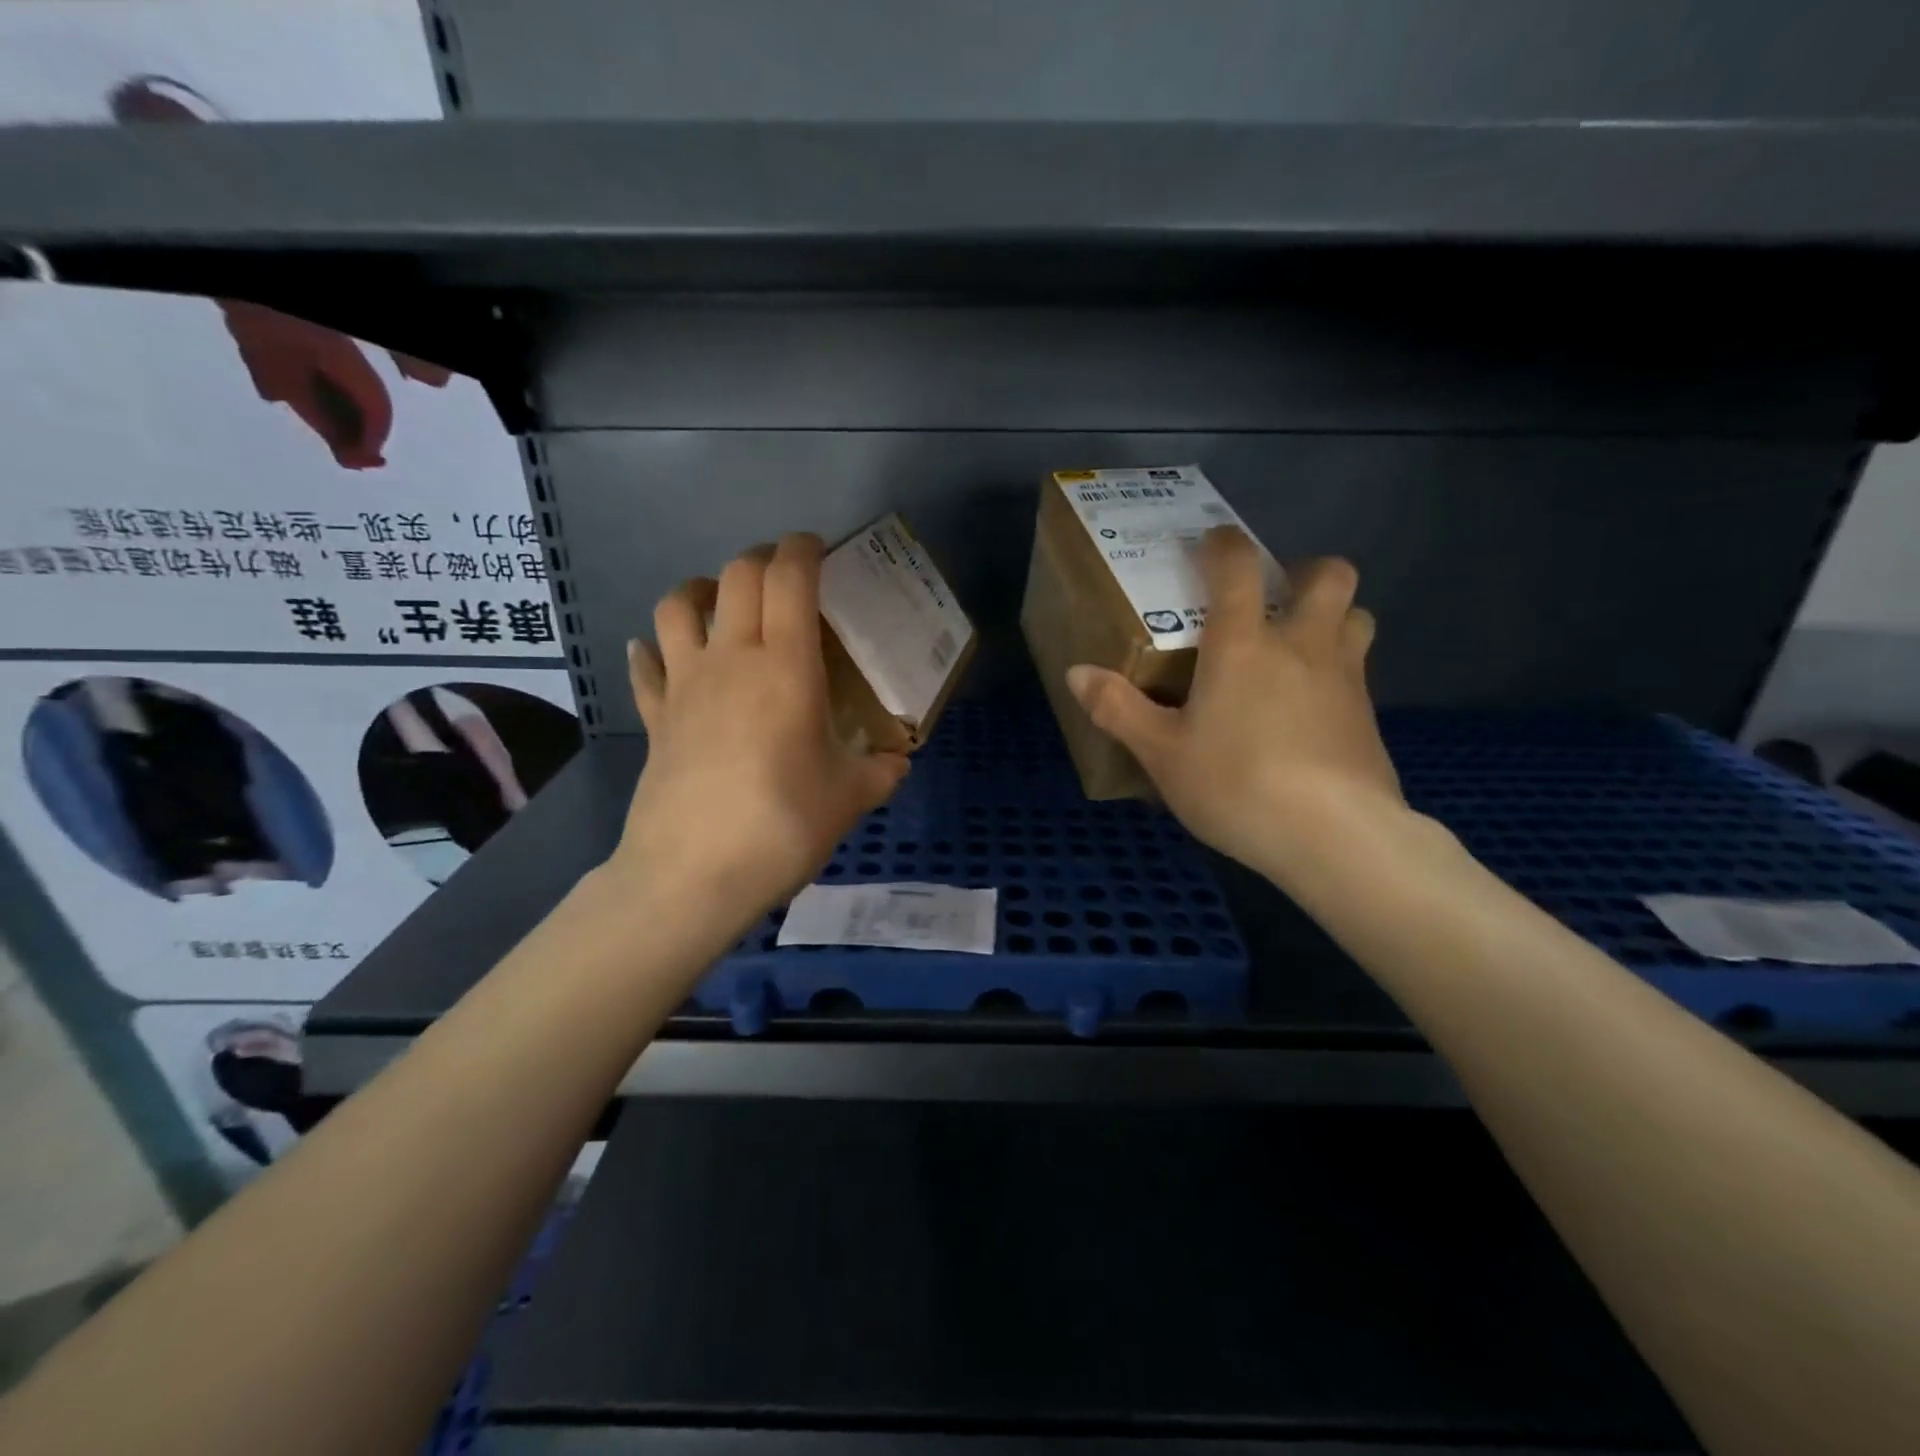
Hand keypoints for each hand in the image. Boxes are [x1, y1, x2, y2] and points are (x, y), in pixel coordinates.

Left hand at [608, 534, 909, 927]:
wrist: (694, 874)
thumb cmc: (783, 824)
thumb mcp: (850, 798)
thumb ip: (880, 772)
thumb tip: (898, 763)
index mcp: (786, 666)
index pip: (789, 578)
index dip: (803, 549)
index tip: (817, 549)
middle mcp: (731, 659)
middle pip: (735, 576)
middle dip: (762, 560)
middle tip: (784, 578)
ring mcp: (685, 684)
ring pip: (677, 606)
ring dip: (700, 590)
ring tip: (718, 603)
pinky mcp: (655, 717)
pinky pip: (646, 667)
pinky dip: (653, 651)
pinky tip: (660, 656)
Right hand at [1066, 527, 1402, 882]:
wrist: (1335, 837)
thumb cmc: (1236, 784)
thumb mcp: (1162, 753)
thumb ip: (1118, 709)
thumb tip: (1076, 673)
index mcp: (1244, 644)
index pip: (1237, 567)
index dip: (1223, 545)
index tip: (1210, 544)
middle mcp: (1302, 645)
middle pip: (1330, 575)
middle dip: (1305, 571)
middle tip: (1274, 598)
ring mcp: (1346, 678)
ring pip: (1358, 617)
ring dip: (1333, 616)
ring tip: (1298, 647)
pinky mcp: (1369, 716)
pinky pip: (1358, 670)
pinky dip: (1337, 670)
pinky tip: (1309, 709)